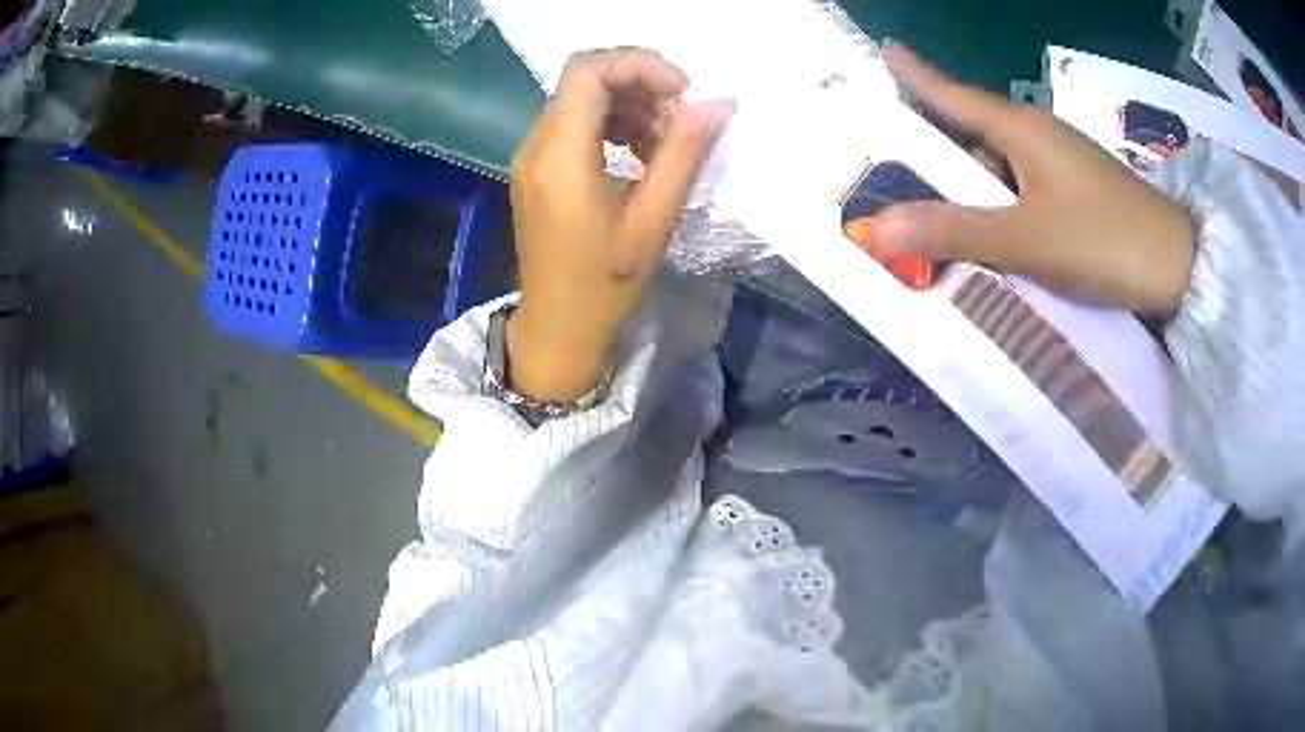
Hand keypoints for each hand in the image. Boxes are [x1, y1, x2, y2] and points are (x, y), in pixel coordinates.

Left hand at [506, 48, 733, 401]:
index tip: (683, 96)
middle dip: (641, 85)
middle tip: (681, 120)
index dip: (640, 66)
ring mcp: (533, 157)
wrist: (557, 330)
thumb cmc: (604, 286)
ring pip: (582, 99)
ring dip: (630, 106)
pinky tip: (641, 156)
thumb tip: (718, 104)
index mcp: (560, 155)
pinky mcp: (538, 170)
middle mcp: (537, 144)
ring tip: (666, 143)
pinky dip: (613, 126)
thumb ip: (684, 154)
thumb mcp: (653, 220)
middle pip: (586, 78)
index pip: (589, 70)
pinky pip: (576, 126)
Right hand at [853, 43, 1195, 315]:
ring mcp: (1061, 165)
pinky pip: (1024, 192)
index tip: (886, 51)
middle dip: (936, 152)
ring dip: (970, 191)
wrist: (1179, 268)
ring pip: (1000, 170)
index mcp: (1020, 129)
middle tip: (896, 173)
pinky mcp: (1078, 193)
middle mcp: (1037, 137)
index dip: (916, 75)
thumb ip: (954, 233)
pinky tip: (993, 237)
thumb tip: (877, 228)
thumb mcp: (1026, 240)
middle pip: (972, 135)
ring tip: (938, 221)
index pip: (953, 94)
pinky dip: (1001, 210)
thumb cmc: (1105, 240)